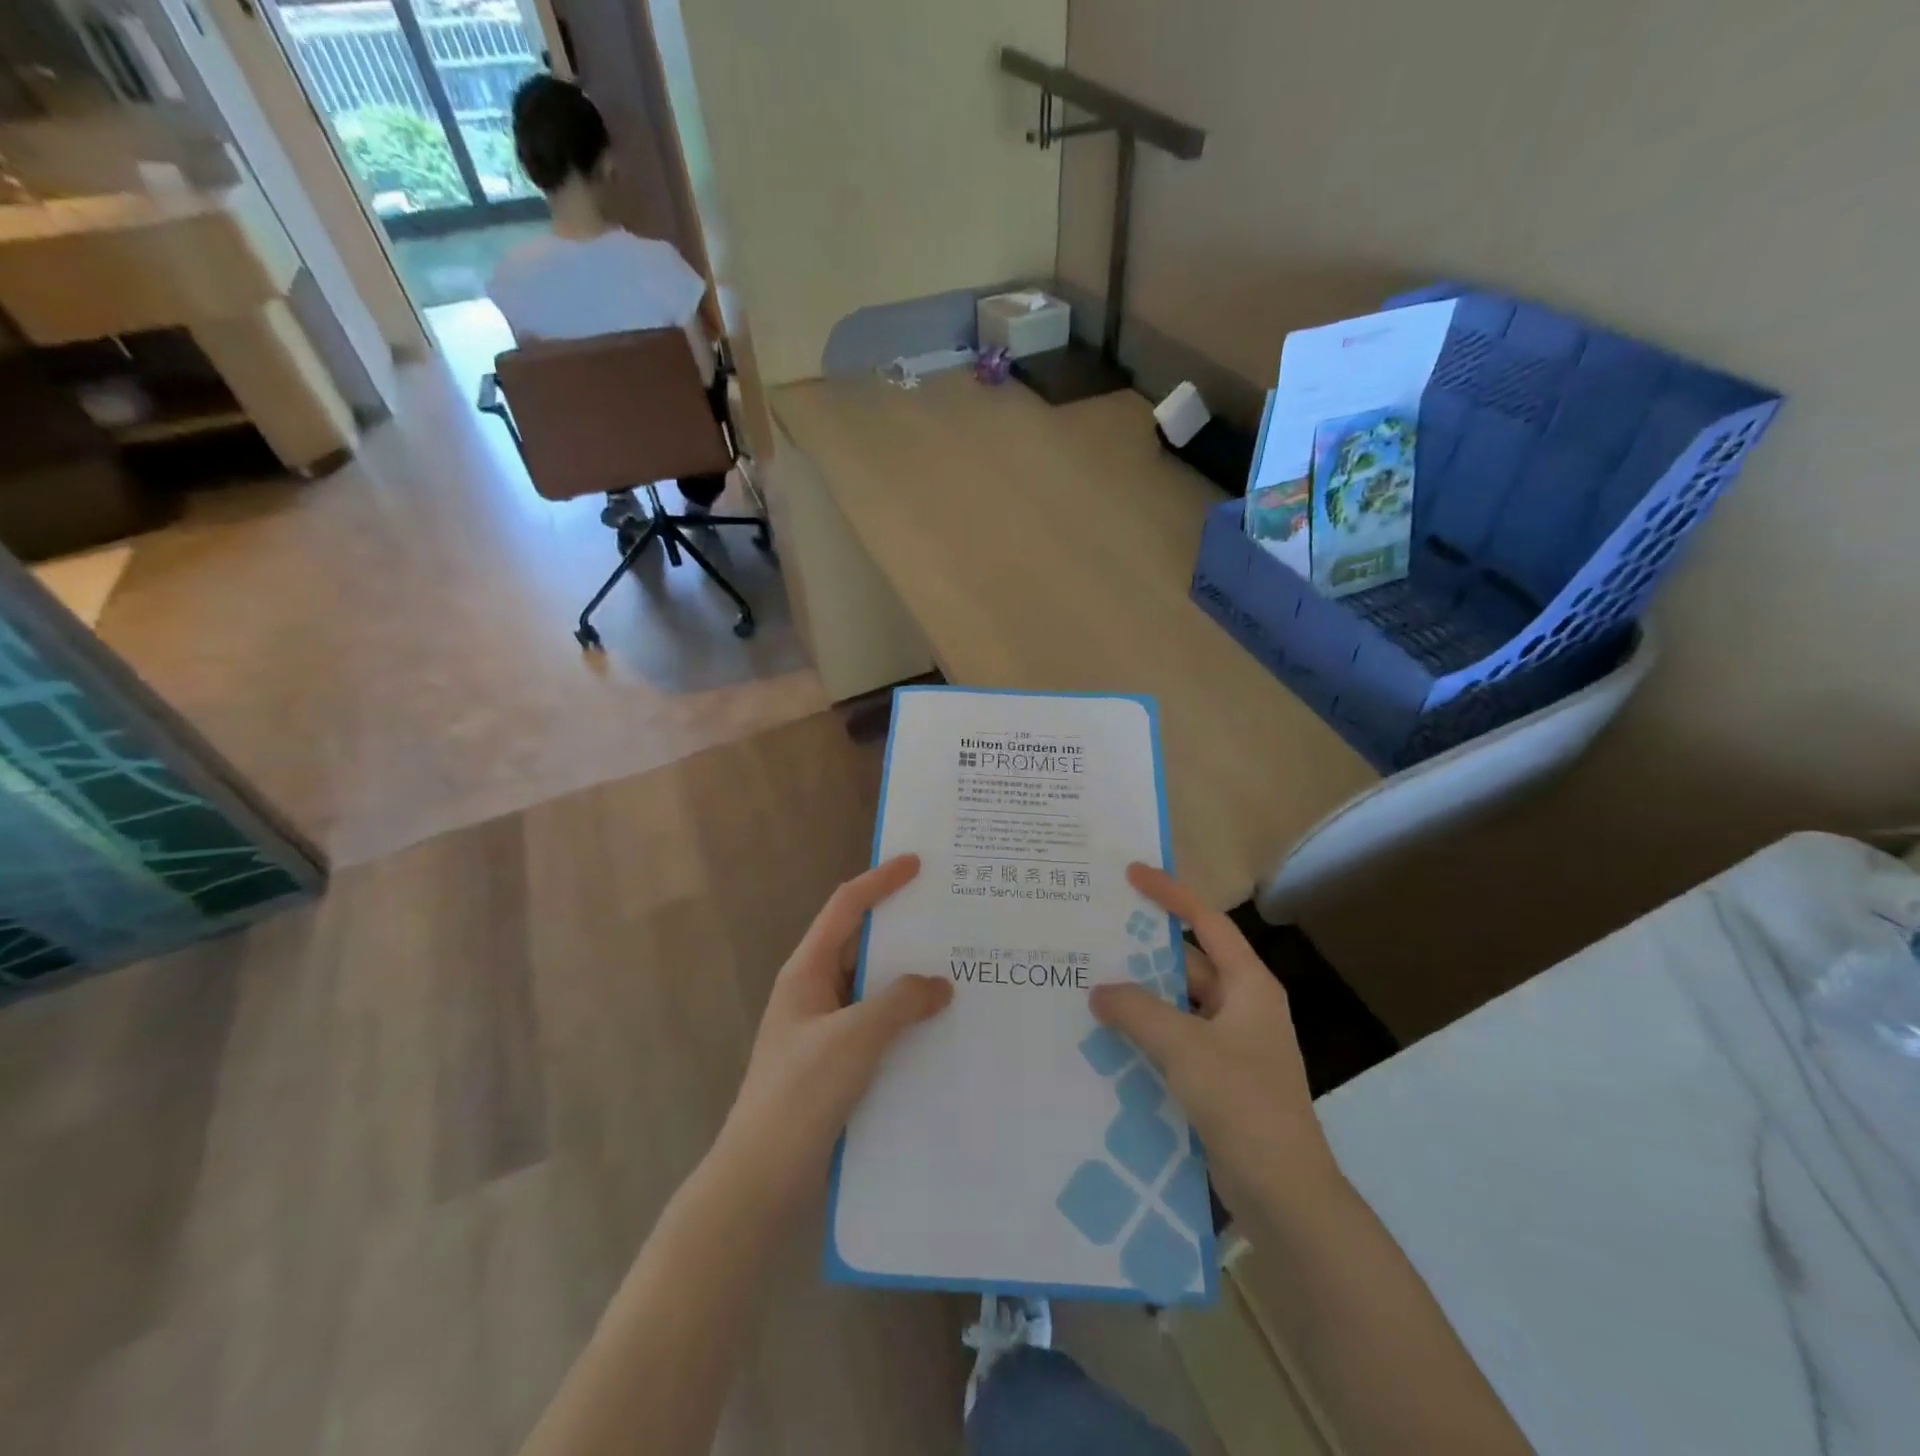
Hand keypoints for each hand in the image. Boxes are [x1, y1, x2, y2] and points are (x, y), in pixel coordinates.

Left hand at [718, 855, 952, 1203]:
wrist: (761, 1177)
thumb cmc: (801, 1093)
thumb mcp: (855, 1037)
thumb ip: (900, 1002)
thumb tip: (940, 984)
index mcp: (806, 970)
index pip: (846, 908)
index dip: (881, 881)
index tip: (918, 863)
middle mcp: (813, 990)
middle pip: (859, 942)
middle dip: (901, 928)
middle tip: (948, 917)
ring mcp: (822, 1027)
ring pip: (870, 985)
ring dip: (906, 976)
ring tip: (955, 967)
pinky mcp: (833, 1060)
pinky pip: (874, 1021)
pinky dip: (902, 1014)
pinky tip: (936, 1025)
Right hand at [1090, 864, 1339, 1213]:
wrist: (1284, 1194)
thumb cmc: (1242, 1103)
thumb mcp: (1184, 1047)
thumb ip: (1137, 1010)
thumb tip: (1099, 990)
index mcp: (1248, 985)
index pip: (1206, 922)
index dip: (1171, 894)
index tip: (1132, 874)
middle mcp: (1242, 1006)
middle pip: (1189, 962)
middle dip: (1144, 950)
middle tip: (1096, 933)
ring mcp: (1231, 1045)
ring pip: (1177, 1004)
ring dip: (1140, 995)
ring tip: (1090, 981)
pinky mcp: (1218, 1078)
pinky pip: (1175, 1039)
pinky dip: (1145, 1032)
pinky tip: (1107, 1035)